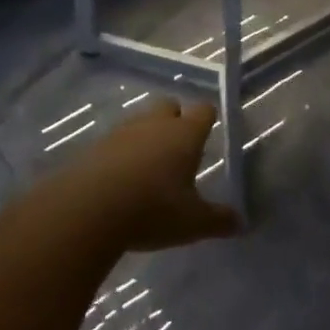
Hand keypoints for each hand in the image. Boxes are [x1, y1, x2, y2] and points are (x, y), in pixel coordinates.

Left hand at [63, 100, 240, 252]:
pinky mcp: (96, 145)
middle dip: (175, 120)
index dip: (207, 119)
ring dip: (146, 137)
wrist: (88, 209)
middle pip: (169, 106)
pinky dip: (121, 153)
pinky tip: (120, 180)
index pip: (204, 110)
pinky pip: (116, 141)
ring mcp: (123, 131)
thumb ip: (218, 220)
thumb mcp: (192, 223)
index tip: (209, 132)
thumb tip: (241, 222)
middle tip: (178, 149)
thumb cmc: (152, 209)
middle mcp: (156, 123)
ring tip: (148, 168)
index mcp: (185, 134)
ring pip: (141, 122)